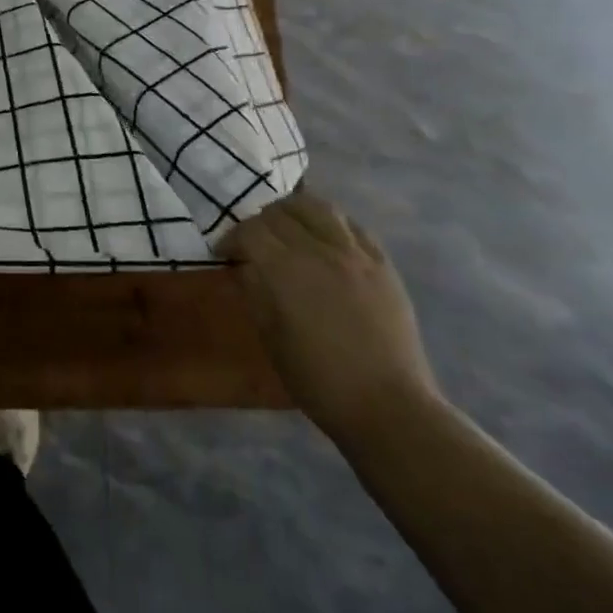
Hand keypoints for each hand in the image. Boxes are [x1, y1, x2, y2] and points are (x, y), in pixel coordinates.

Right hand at [221, 188, 440, 441]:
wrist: (387, 405)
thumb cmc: (318, 379)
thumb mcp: (270, 337)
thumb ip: (254, 292)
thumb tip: (244, 266)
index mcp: (286, 272)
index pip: (250, 231)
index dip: (231, 238)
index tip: (225, 252)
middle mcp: (319, 252)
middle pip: (280, 213)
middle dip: (259, 223)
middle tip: (253, 241)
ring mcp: (356, 255)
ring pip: (318, 206)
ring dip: (294, 210)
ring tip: (288, 226)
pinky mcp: (383, 264)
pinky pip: (352, 225)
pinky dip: (330, 222)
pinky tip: (324, 237)